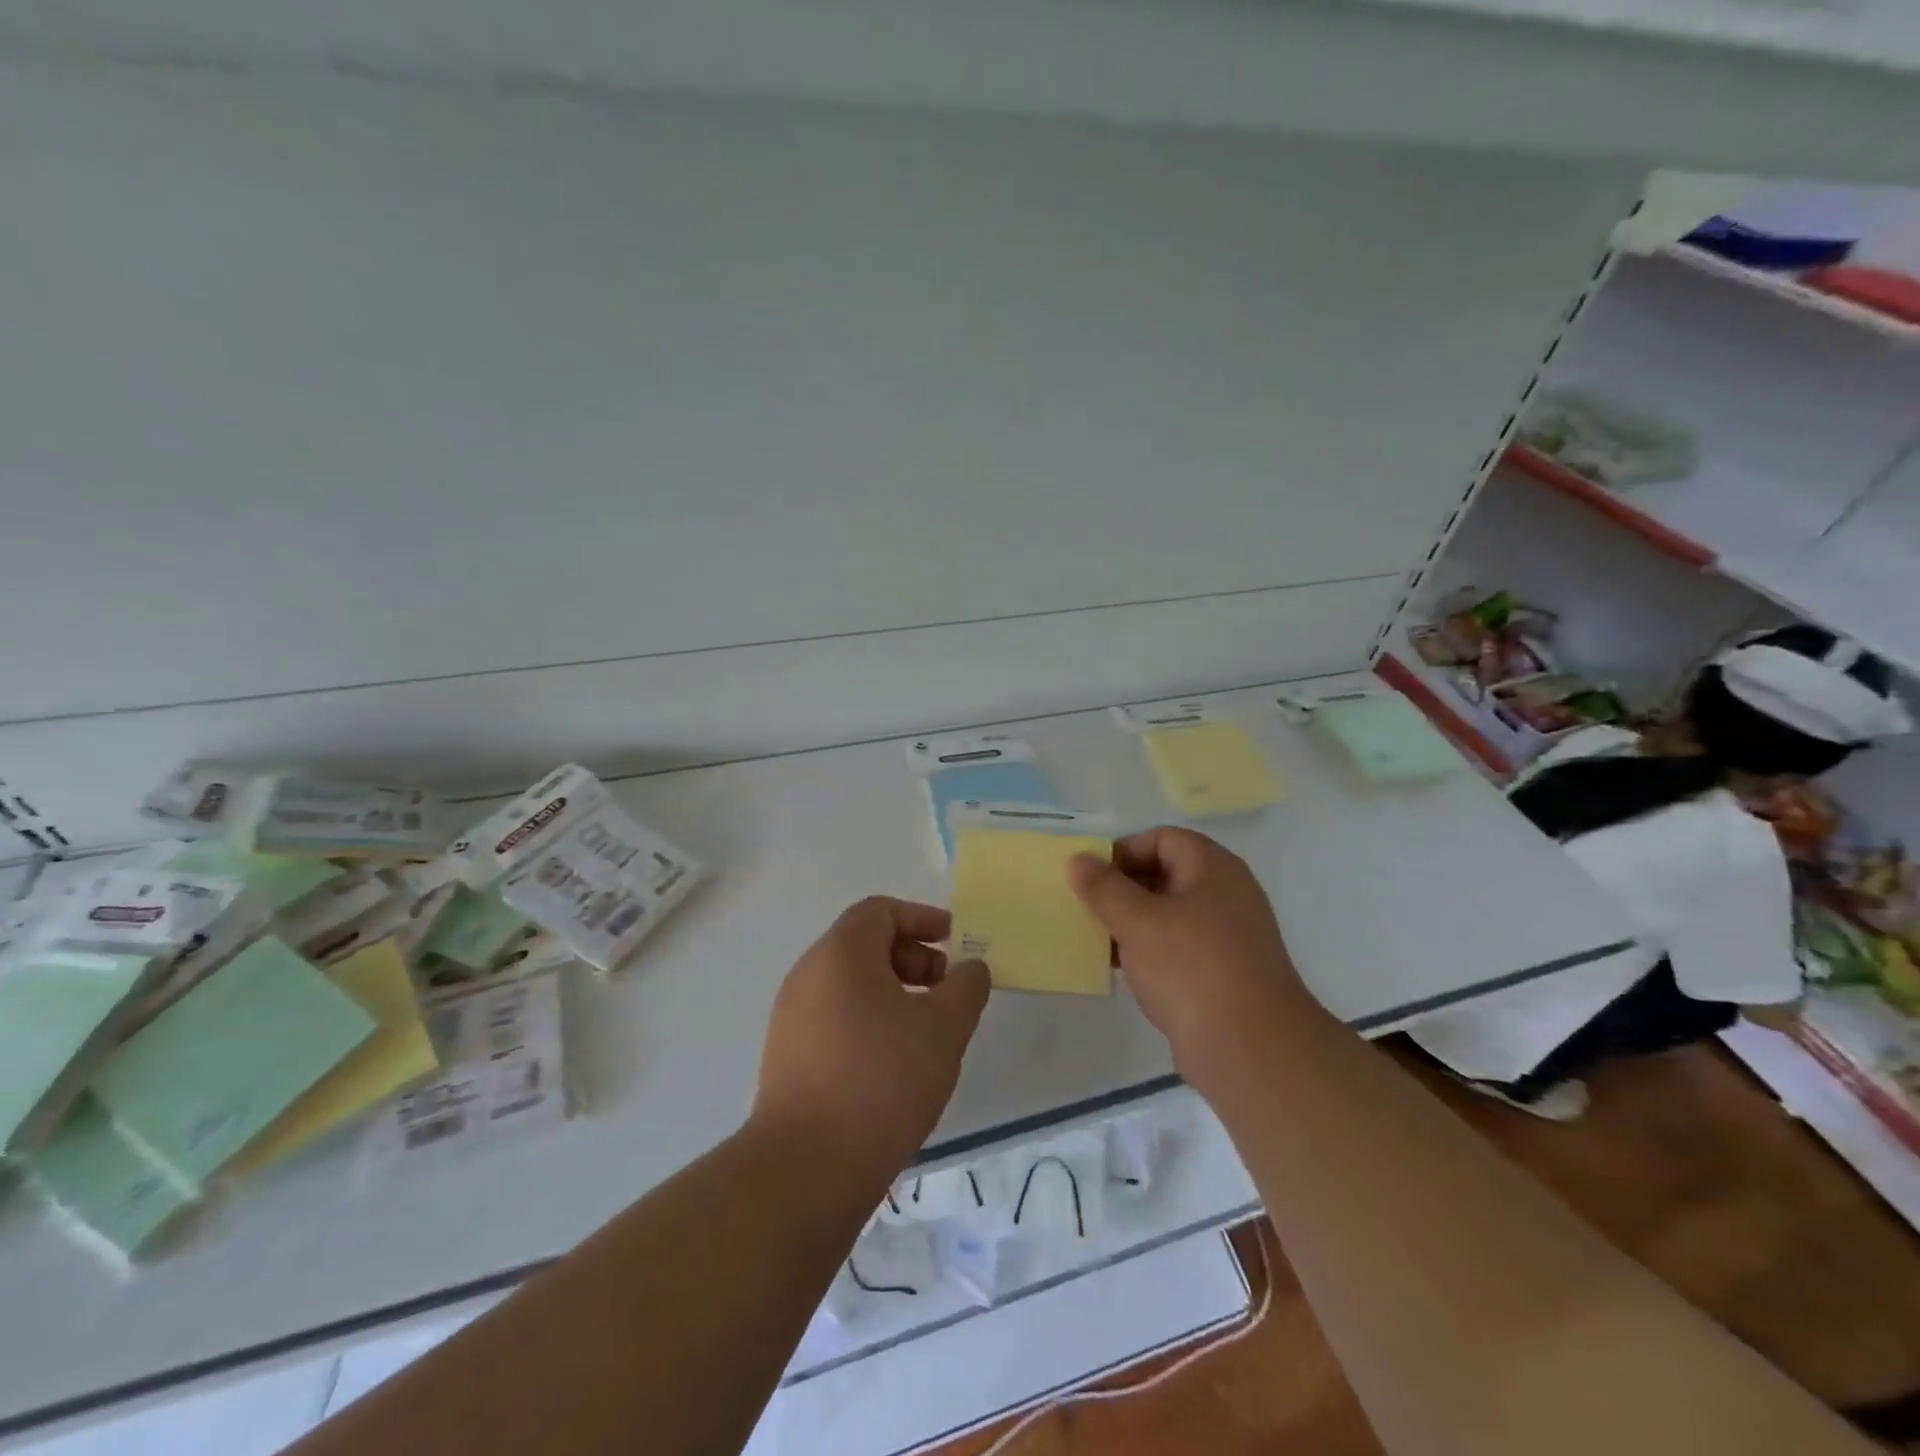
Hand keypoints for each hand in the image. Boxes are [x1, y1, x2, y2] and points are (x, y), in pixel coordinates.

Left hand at [753, 897, 989, 1189]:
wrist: (807, 1167)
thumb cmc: (882, 1079)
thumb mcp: (944, 1028)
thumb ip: (966, 987)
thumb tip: (969, 968)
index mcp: (840, 953)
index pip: (881, 911)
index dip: (923, 919)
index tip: (956, 945)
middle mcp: (808, 974)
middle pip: (865, 945)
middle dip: (913, 959)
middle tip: (947, 994)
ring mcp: (792, 1017)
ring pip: (851, 984)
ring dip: (894, 993)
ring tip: (927, 1032)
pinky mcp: (787, 1056)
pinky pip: (836, 1017)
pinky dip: (870, 1021)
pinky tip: (894, 1063)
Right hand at [1068, 827, 1313, 1074]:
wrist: (1250, 1047)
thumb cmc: (1191, 967)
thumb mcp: (1137, 920)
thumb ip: (1103, 887)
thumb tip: (1079, 859)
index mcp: (1214, 868)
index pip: (1162, 839)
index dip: (1124, 850)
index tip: (1091, 877)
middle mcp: (1225, 895)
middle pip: (1165, 874)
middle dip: (1122, 888)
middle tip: (1086, 906)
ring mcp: (1227, 937)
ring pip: (1168, 915)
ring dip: (1131, 922)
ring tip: (1095, 938)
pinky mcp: (1222, 974)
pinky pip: (1177, 949)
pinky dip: (1148, 952)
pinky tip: (1120, 969)